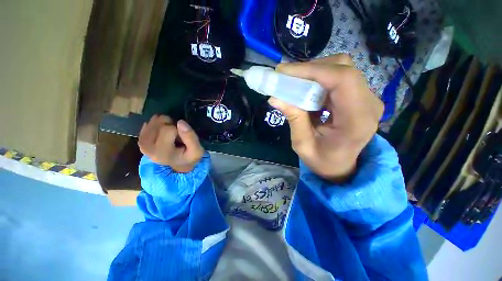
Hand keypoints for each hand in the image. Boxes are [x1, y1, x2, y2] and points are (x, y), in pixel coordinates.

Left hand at [138, 115, 204, 172]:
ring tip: (171, 133)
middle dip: (171, 125)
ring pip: (153, 122)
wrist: (180, 165)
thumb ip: (191, 137)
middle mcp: (148, 148)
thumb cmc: (189, 157)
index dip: (179, 130)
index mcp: (162, 152)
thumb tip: (180, 122)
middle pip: (159, 124)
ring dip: (164, 123)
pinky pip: (148, 124)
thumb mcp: (197, 151)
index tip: (182, 138)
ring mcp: (142, 144)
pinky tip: (163, 132)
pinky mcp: (141, 141)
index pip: (168, 129)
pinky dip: (158, 124)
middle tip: (177, 135)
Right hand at [269, 54, 383, 181]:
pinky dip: (319, 79)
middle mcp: (368, 104)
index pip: (342, 79)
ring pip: (341, 69)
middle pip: (342, 69)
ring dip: (314, 73)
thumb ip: (294, 119)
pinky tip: (306, 89)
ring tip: (294, 82)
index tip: (284, 71)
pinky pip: (339, 78)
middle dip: (310, 69)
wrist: (342, 167)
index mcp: (357, 120)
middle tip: (286, 77)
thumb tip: (275, 97)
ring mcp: (367, 99)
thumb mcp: (303, 145)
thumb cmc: (323, 161)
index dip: (312, 70)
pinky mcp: (360, 97)